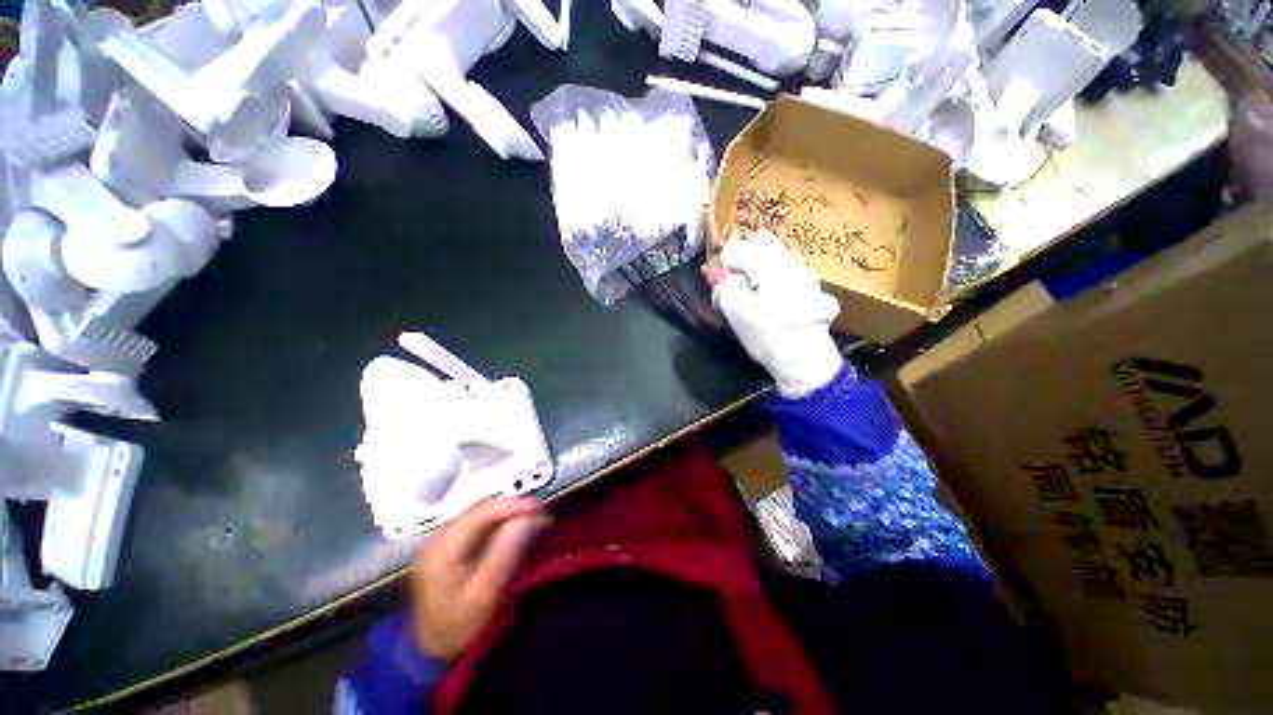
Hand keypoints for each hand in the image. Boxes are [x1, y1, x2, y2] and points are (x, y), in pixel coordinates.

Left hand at [411, 497, 549, 658]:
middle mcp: (438, 536)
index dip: (514, 505)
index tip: (541, 508)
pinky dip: (499, 523)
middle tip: (541, 516)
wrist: (431, 655)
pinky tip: (514, 530)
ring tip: (533, 522)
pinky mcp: (448, 546)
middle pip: (481, 508)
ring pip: (481, 513)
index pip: (482, 511)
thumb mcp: (484, 595)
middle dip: (513, 508)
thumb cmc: (459, 629)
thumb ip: (504, 553)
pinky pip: (479, 524)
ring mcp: (442, 540)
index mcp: (442, 547)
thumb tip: (528, 518)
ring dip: (508, 514)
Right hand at [704, 233, 843, 397]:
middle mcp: (792, 263)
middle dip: (741, 259)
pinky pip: (785, 268)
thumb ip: (725, 288)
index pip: (739, 248)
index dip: (723, 264)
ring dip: (756, 265)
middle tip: (731, 283)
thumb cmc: (770, 339)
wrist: (807, 363)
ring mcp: (806, 274)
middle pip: (760, 244)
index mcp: (773, 267)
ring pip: (774, 255)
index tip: (719, 285)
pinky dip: (770, 274)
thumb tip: (714, 271)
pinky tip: (769, 295)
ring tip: (749, 290)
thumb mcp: (738, 315)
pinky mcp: (811, 287)